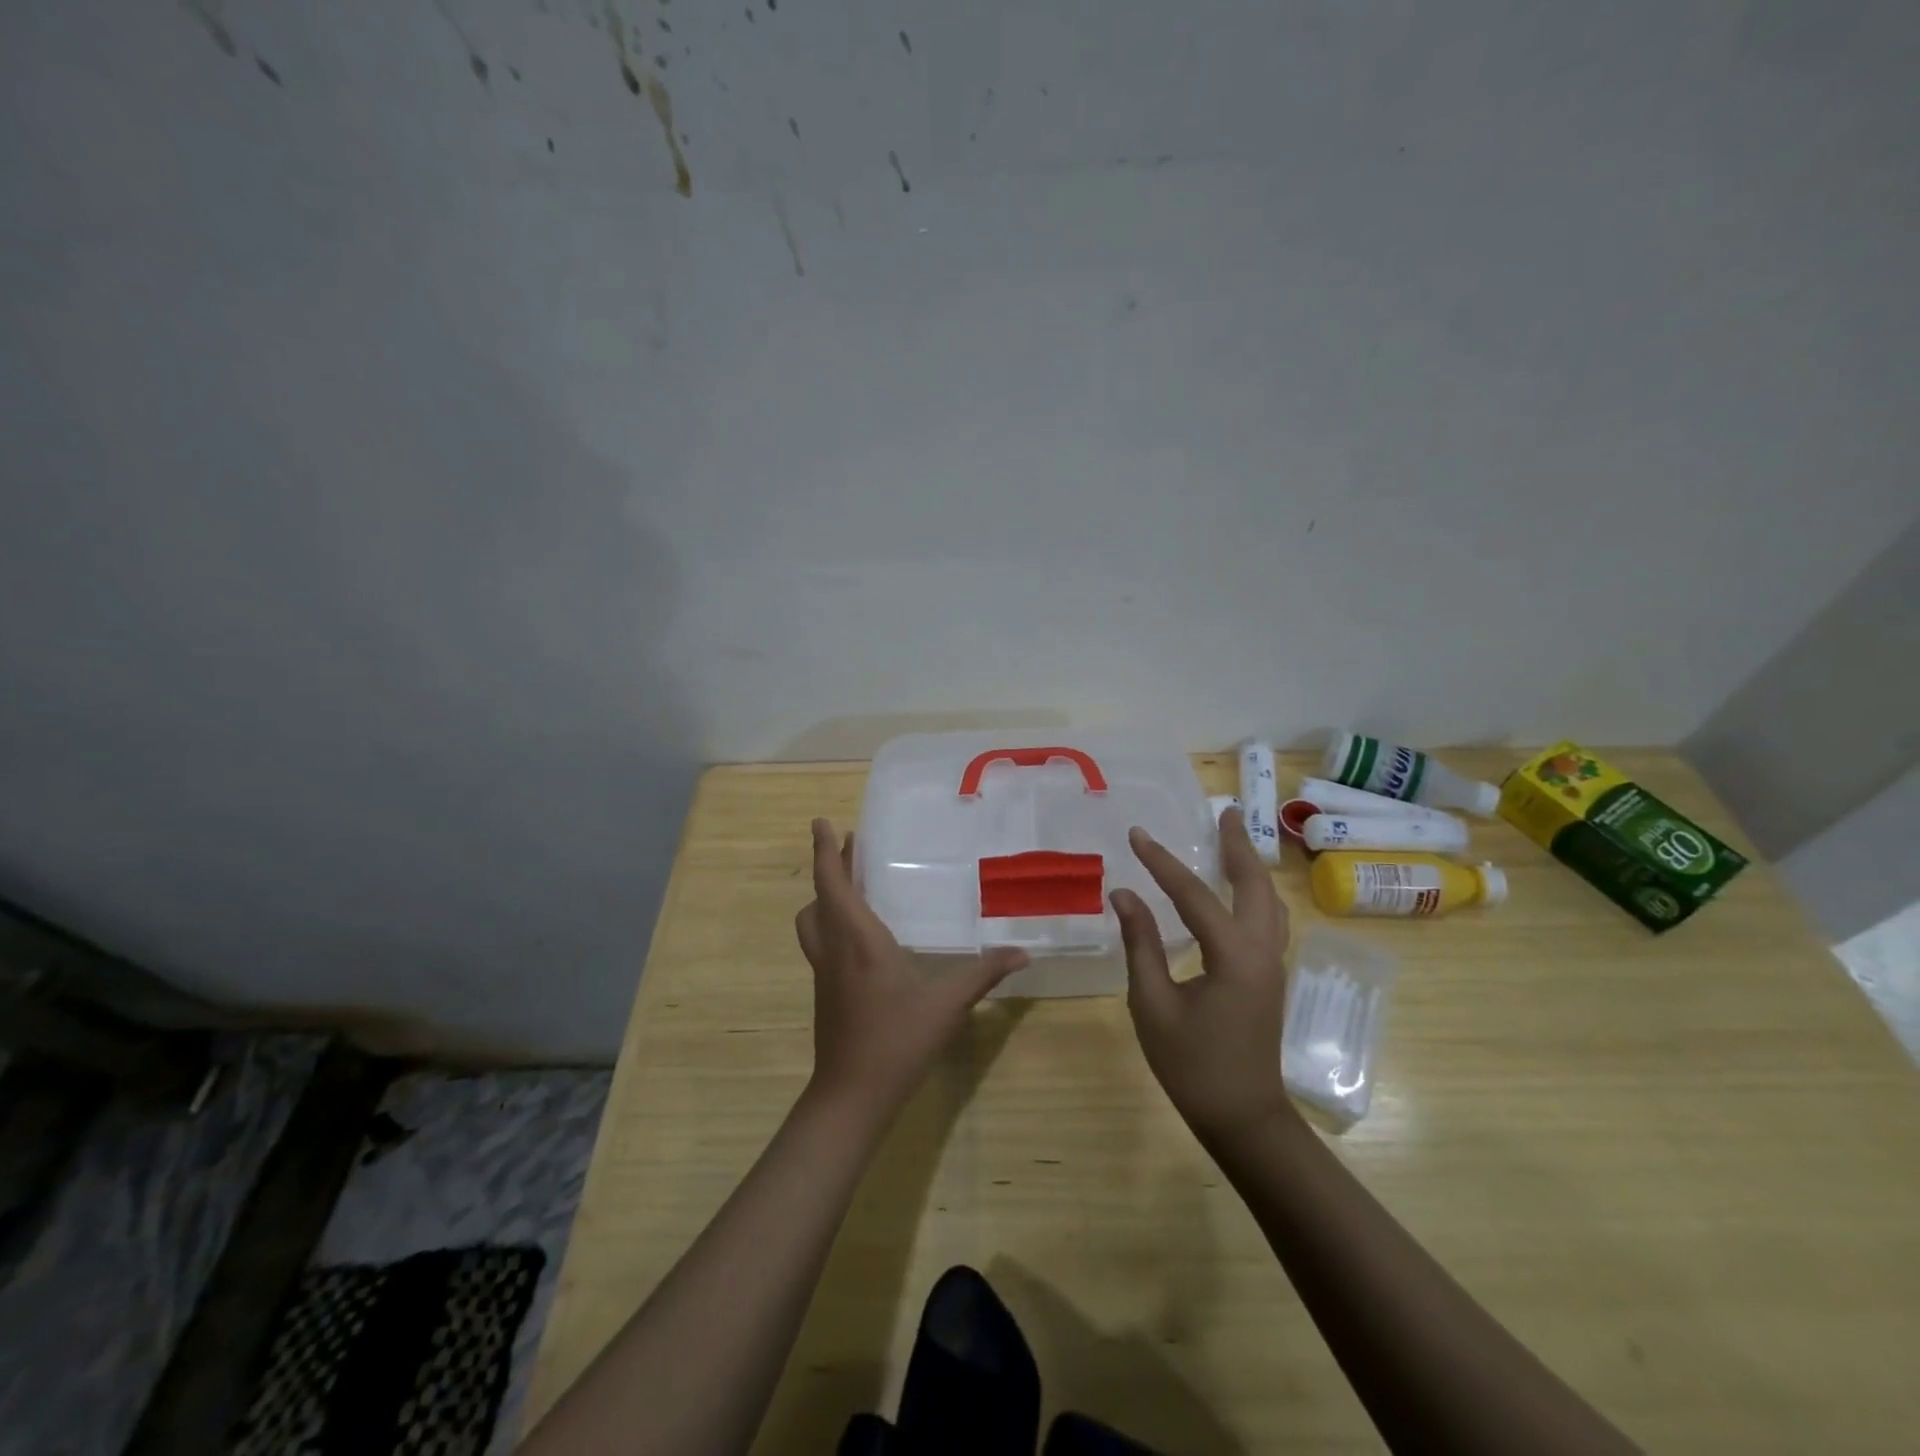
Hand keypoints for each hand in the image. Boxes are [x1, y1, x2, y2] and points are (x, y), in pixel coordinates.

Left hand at [795, 818, 1028, 1122]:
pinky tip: (862, 936)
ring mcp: (824, 972)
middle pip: (819, 898)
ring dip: (826, 897)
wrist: (852, 1095)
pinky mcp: (825, 991)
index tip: (820, 822)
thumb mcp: (946, 1003)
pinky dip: (832, 923)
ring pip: (813, 922)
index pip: (833, 883)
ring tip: (853, 887)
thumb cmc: (896, 1039)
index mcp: (856, 939)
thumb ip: (983, 973)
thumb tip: (1022, 953)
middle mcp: (833, 948)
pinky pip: (821, 942)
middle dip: (831, 868)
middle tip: (853, 849)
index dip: (826, 851)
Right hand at [1112, 807, 1291, 1140]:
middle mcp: (1262, 951)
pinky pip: (1269, 919)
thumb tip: (1125, 894)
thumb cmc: (1192, 1066)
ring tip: (1234, 838)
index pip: (1193, 895)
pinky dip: (1255, 892)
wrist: (1243, 1118)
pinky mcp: (1270, 976)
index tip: (1136, 834)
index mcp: (1234, 956)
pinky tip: (1240, 890)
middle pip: (1255, 884)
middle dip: (1238, 845)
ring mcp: (1273, 964)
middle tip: (1225, 811)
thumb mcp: (1152, 1005)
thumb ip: (1140, 944)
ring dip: (1251, 866)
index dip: (1161, 862)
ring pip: (1270, 901)